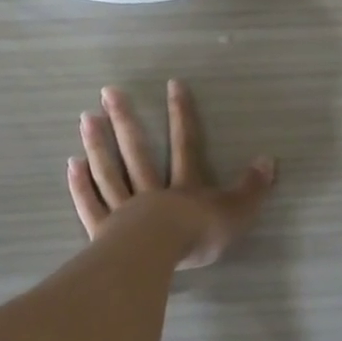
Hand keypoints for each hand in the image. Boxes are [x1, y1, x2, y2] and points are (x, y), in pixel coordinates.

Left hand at [68, 80, 274, 268]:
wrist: (158, 256)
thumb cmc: (198, 234)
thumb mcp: (236, 213)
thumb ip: (252, 188)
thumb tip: (269, 160)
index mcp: (184, 187)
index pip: (185, 143)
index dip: (181, 114)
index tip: (172, 84)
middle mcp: (151, 191)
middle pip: (136, 150)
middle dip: (124, 119)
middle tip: (108, 91)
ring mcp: (124, 210)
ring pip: (109, 171)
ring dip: (98, 144)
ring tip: (86, 117)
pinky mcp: (104, 232)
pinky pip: (91, 204)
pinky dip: (81, 185)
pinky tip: (72, 164)